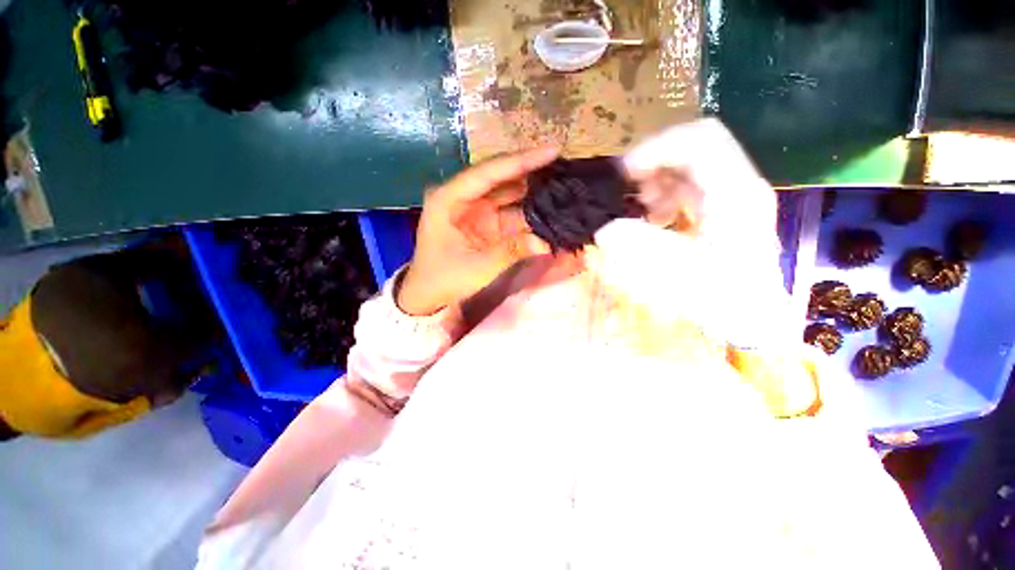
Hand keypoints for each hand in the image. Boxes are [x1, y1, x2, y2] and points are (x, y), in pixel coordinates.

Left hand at [398, 147, 558, 315]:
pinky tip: (549, 207)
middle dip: (530, 171)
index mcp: (448, 199)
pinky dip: (529, 212)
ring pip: (507, 193)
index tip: (552, 151)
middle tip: (563, 164)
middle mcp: (462, 197)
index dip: (520, 161)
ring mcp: (475, 209)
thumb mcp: (476, 267)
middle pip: (499, 178)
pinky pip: (510, 212)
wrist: (428, 295)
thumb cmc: (443, 279)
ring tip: (562, 182)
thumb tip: (545, 243)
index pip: (487, 173)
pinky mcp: (486, 223)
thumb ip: (510, 251)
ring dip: (532, 191)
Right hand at [587, 120, 788, 347]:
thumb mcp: (678, 273)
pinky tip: (654, 217)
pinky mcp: (723, 208)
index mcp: (734, 191)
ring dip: (658, 179)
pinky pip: (689, 186)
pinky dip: (665, 194)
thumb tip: (606, 229)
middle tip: (626, 189)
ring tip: (639, 207)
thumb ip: (641, 246)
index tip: (623, 174)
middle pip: (693, 147)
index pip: (699, 140)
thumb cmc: (722, 298)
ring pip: (690, 165)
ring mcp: (732, 195)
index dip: (656, 148)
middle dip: (654, 162)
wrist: (752, 317)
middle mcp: (737, 184)